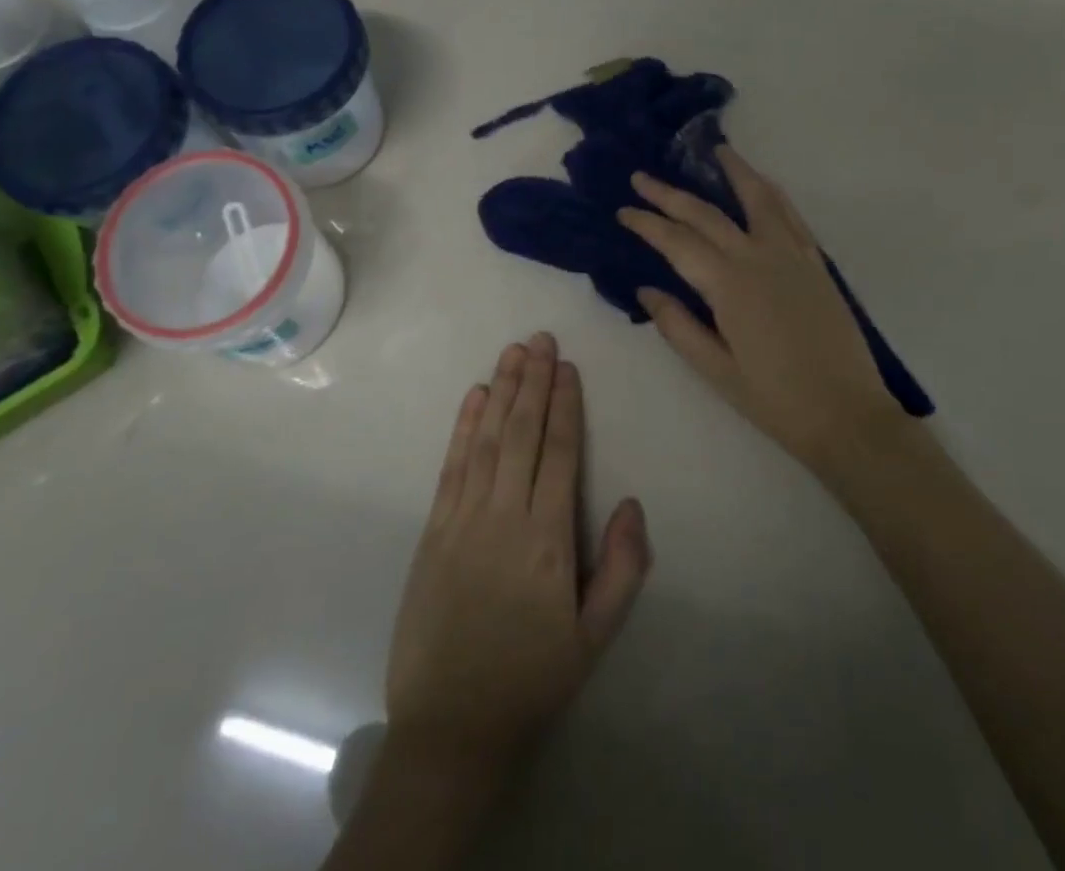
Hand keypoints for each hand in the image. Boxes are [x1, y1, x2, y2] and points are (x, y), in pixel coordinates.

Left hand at [386, 333, 651, 779]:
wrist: (450, 725)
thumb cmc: (531, 678)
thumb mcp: (593, 638)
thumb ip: (620, 569)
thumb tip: (631, 503)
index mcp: (548, 540)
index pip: (559, 454)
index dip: (565, 406)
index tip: (568, 367)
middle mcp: (504, 516)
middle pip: (522, 433)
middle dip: (534, 382)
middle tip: (541, 339)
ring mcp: (463, 519)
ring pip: (487, 439)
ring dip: (501, 391)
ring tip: (513, 352)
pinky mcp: (433, 529)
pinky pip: (452, 465)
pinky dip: (464, 426)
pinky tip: (475, 397)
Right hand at [618, 146, 900, 473]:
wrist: (847, 415)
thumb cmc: (775, 399)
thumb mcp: (715, 370)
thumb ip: (678, 326)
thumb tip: (646, 289)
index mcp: (729, 286)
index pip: (677, 242)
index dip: (646, 223)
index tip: (623, 210)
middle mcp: (759, 258)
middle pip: (707, 214)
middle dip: (670, 194)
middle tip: (641, 177)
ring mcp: (792, 255)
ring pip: (758, 199)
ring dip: (733, 171)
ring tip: (715, 151)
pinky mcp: (815, 262)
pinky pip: (789, 214)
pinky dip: (770, 192)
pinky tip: (761, 186)